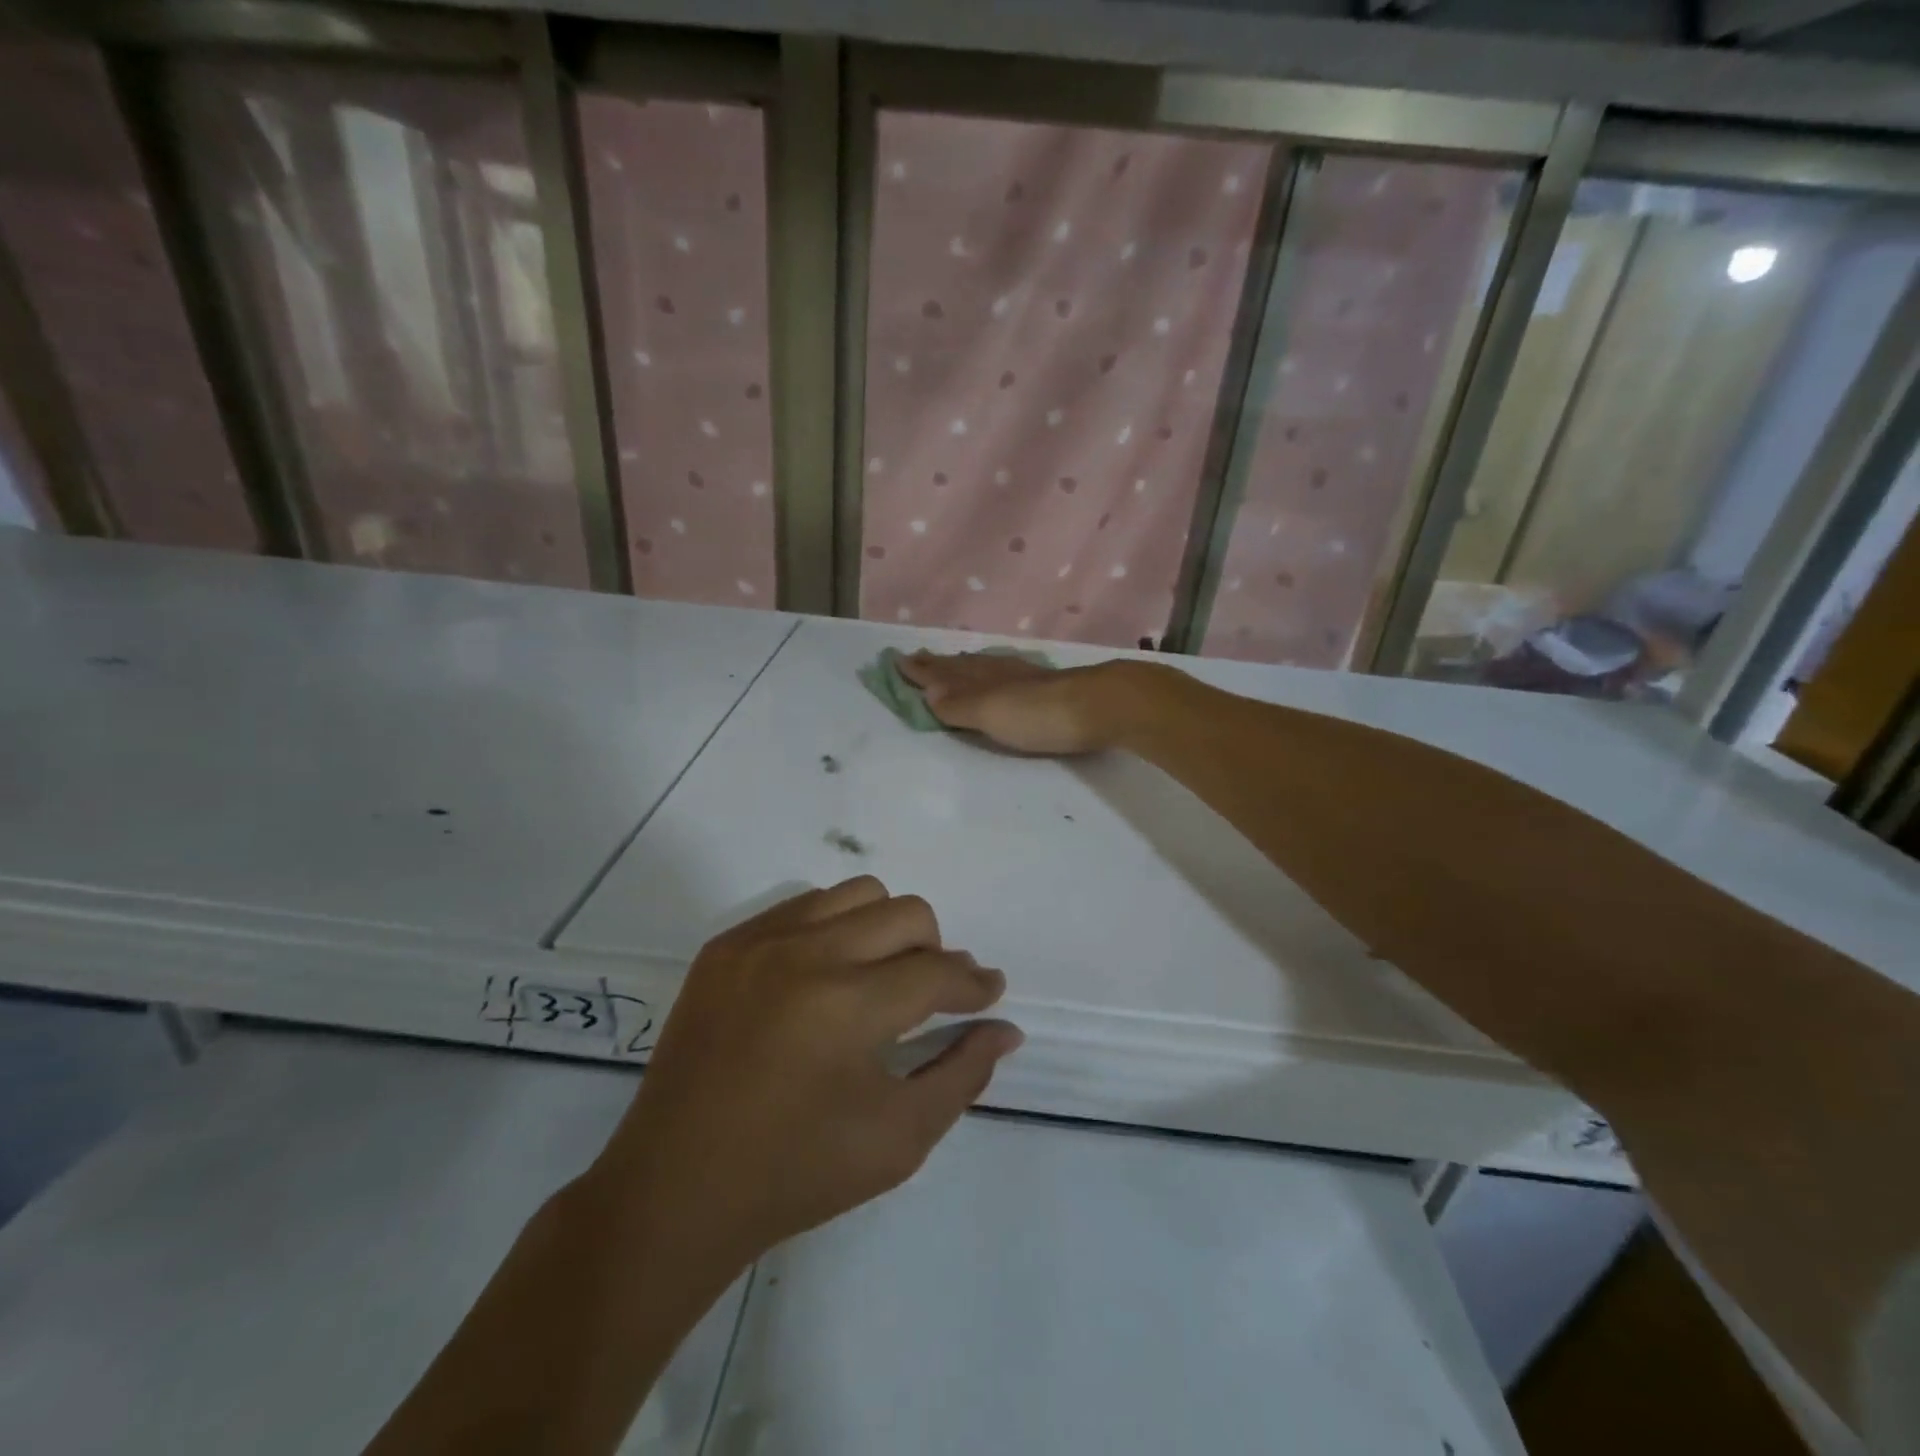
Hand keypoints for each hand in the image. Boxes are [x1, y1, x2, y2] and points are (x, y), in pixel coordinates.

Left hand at [593, 877, 1020, 1265]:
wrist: (675, 1189)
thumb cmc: (796, 1175)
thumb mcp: (898, 1139)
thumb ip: (962, 1075)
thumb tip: (1004, 1028)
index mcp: (845, 1007)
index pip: (936, 972)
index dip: (973, 984)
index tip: (989, 994)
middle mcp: (803, 954)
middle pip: (905, 913)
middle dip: (936, 951)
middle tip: (932, 994)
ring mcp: (758, 942)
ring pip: (856, 894)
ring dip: (886, 928)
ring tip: (880, 978)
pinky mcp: (725, 945)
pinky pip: (804, 906)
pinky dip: (835, 929)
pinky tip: (828, 976)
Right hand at [896, 650, 1139, 754]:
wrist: (1106, 706)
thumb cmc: (1042, 715)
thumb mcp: (993, 713)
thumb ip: (961, 705)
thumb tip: (929, 692)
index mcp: (984, 681)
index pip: (945, 674)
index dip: (922, 671)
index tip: (898, 661)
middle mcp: (1003, 674)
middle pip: (964, 667)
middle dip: (939, 665)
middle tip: (918, 657)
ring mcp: (1030, 678)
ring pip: (988, 668)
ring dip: (965, 667)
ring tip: (953, 663)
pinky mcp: (1054, 687)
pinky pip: (1011, 674)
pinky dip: (995, 672)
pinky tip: (1005, 673)